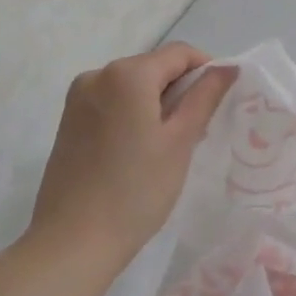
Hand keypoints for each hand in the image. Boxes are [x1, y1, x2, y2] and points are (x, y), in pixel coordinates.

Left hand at [26, 43, 237, 270]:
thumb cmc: (136, 190)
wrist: (73, 242)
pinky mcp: (69, 121)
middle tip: (199, 130)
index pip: (179, 53)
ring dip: (157, 104)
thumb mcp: (180, 141)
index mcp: (127, 74)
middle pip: (153, 67)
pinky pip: (112, 103)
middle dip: (181, 90)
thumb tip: (227, 67)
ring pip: (132, 87)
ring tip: (171, 145)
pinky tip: (141, 151)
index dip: (207, 70)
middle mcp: (97, 74)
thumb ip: (204, 97)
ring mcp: (78, 98)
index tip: (221, 103)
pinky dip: (134, 115)